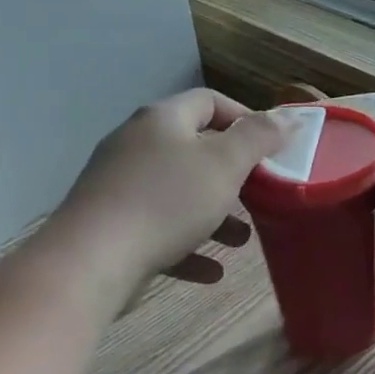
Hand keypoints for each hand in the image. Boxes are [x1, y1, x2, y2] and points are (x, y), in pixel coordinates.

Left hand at [49, 89, 288, 290]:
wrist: (87, 264)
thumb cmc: (166, 202)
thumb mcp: (225, 164)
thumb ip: (259, 137)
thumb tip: (287, 117)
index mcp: (162, 121)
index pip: (210, 101)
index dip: (246, 118)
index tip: (273, 147)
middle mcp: (136, 145)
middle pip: (196, 150)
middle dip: (235, 176)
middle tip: (261, 194)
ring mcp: (118, 187)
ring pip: (180, 194)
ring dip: (215, 216)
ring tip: (241, 241)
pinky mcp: (110, 227)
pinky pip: (159, 229)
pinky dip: (187, 245)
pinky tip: (211, 272)